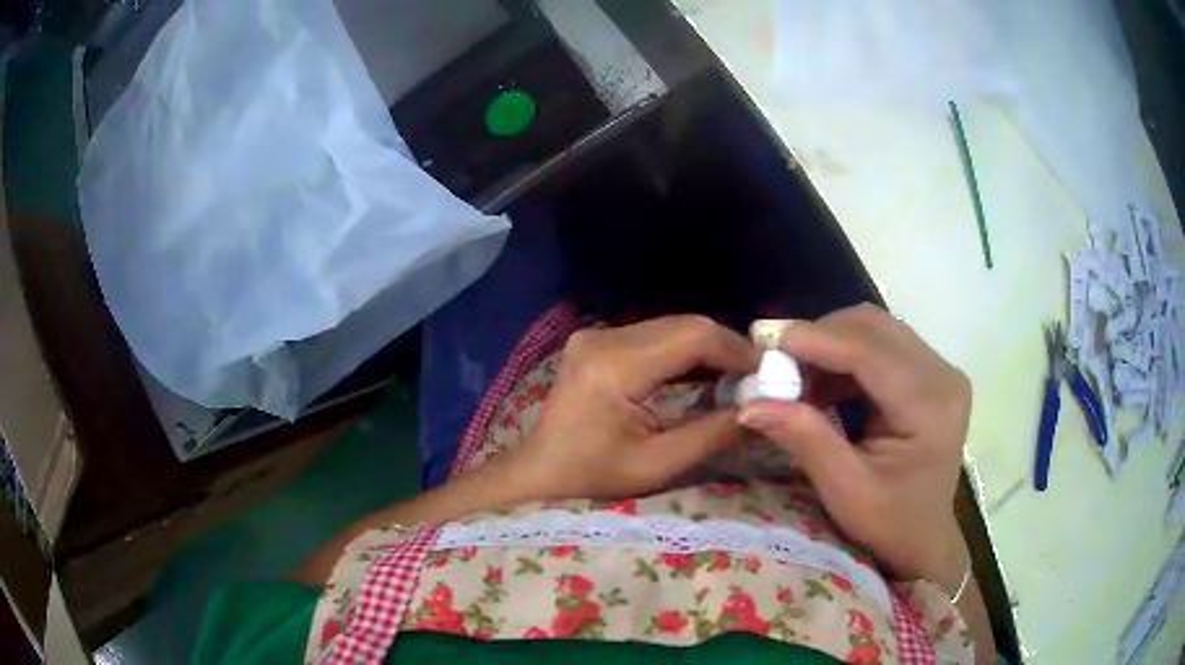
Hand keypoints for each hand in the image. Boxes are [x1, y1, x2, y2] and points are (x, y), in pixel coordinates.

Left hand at [510, 315, 758, 500]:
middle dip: (727, 348)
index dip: (736, 350)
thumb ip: (712, 433)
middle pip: (684, 325)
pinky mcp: (597, 341)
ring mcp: (597, 335)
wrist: (539, 473)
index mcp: (614, 367)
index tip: (768, 372)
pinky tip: (706, 373)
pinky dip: (685, 352)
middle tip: (759, 376)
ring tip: (740, 377)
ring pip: (672, 327)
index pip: (692, 336)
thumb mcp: (657, 464)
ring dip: (709, 348)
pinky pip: (654, 336)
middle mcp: (603, 338)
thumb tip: (761, 407)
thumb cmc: (592, 478)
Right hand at [739, 304, 971, 587]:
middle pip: (873, 328)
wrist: (923, 536)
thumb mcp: (845, 490)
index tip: (763, 340)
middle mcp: (943, 375)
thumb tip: (751, 402)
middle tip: (774, 362)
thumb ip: (805, 438)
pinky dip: (844, 354)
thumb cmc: (888, 523)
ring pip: (875, 328)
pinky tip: (822, 382)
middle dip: (819, 337)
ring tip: (795, 375)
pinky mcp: (930, 372)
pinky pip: (881, 343)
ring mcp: (940, 369)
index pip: (870, 353)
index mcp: (931, 406)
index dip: (816, 340)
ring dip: (830, 343)